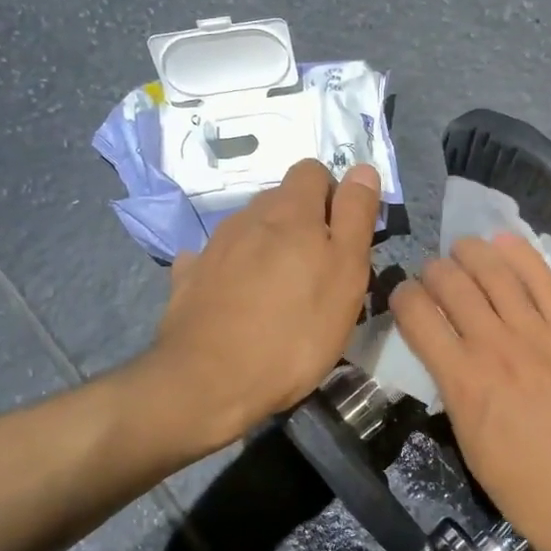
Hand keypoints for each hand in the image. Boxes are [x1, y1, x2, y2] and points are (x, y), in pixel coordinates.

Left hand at [141, 159, 379, 454]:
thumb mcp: (346, 274)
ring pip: (250, 229)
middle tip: (318, 271)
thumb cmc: (295, 331)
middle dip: (302, 223)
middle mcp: (248, 217)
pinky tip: (237, 299)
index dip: (332, 195)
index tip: (343, 236)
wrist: (210, 381)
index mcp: (290, 211)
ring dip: (267, 246)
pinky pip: (216, 259)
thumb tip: (362, 168)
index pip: (312, 170)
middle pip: (280, 200)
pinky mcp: (189, 277)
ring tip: (279, 291)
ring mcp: (213, 246)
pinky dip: (231, 269)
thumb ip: (355, 216)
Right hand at [389, 234, 550, 550]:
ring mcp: (539, 336)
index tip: (402, 295)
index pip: (417, 315)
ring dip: (471, 253)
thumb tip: (443, 349)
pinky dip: (521, 255)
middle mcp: (496, 347)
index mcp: (462, 380)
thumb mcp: (466, 439)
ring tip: (463, 249)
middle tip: (433, 274)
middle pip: (453, 285)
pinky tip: (504, 242)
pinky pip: (545, 281)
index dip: (402, 296)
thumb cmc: (520, 484)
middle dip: (434, 271)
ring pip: (496, 273)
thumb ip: (451, 384)